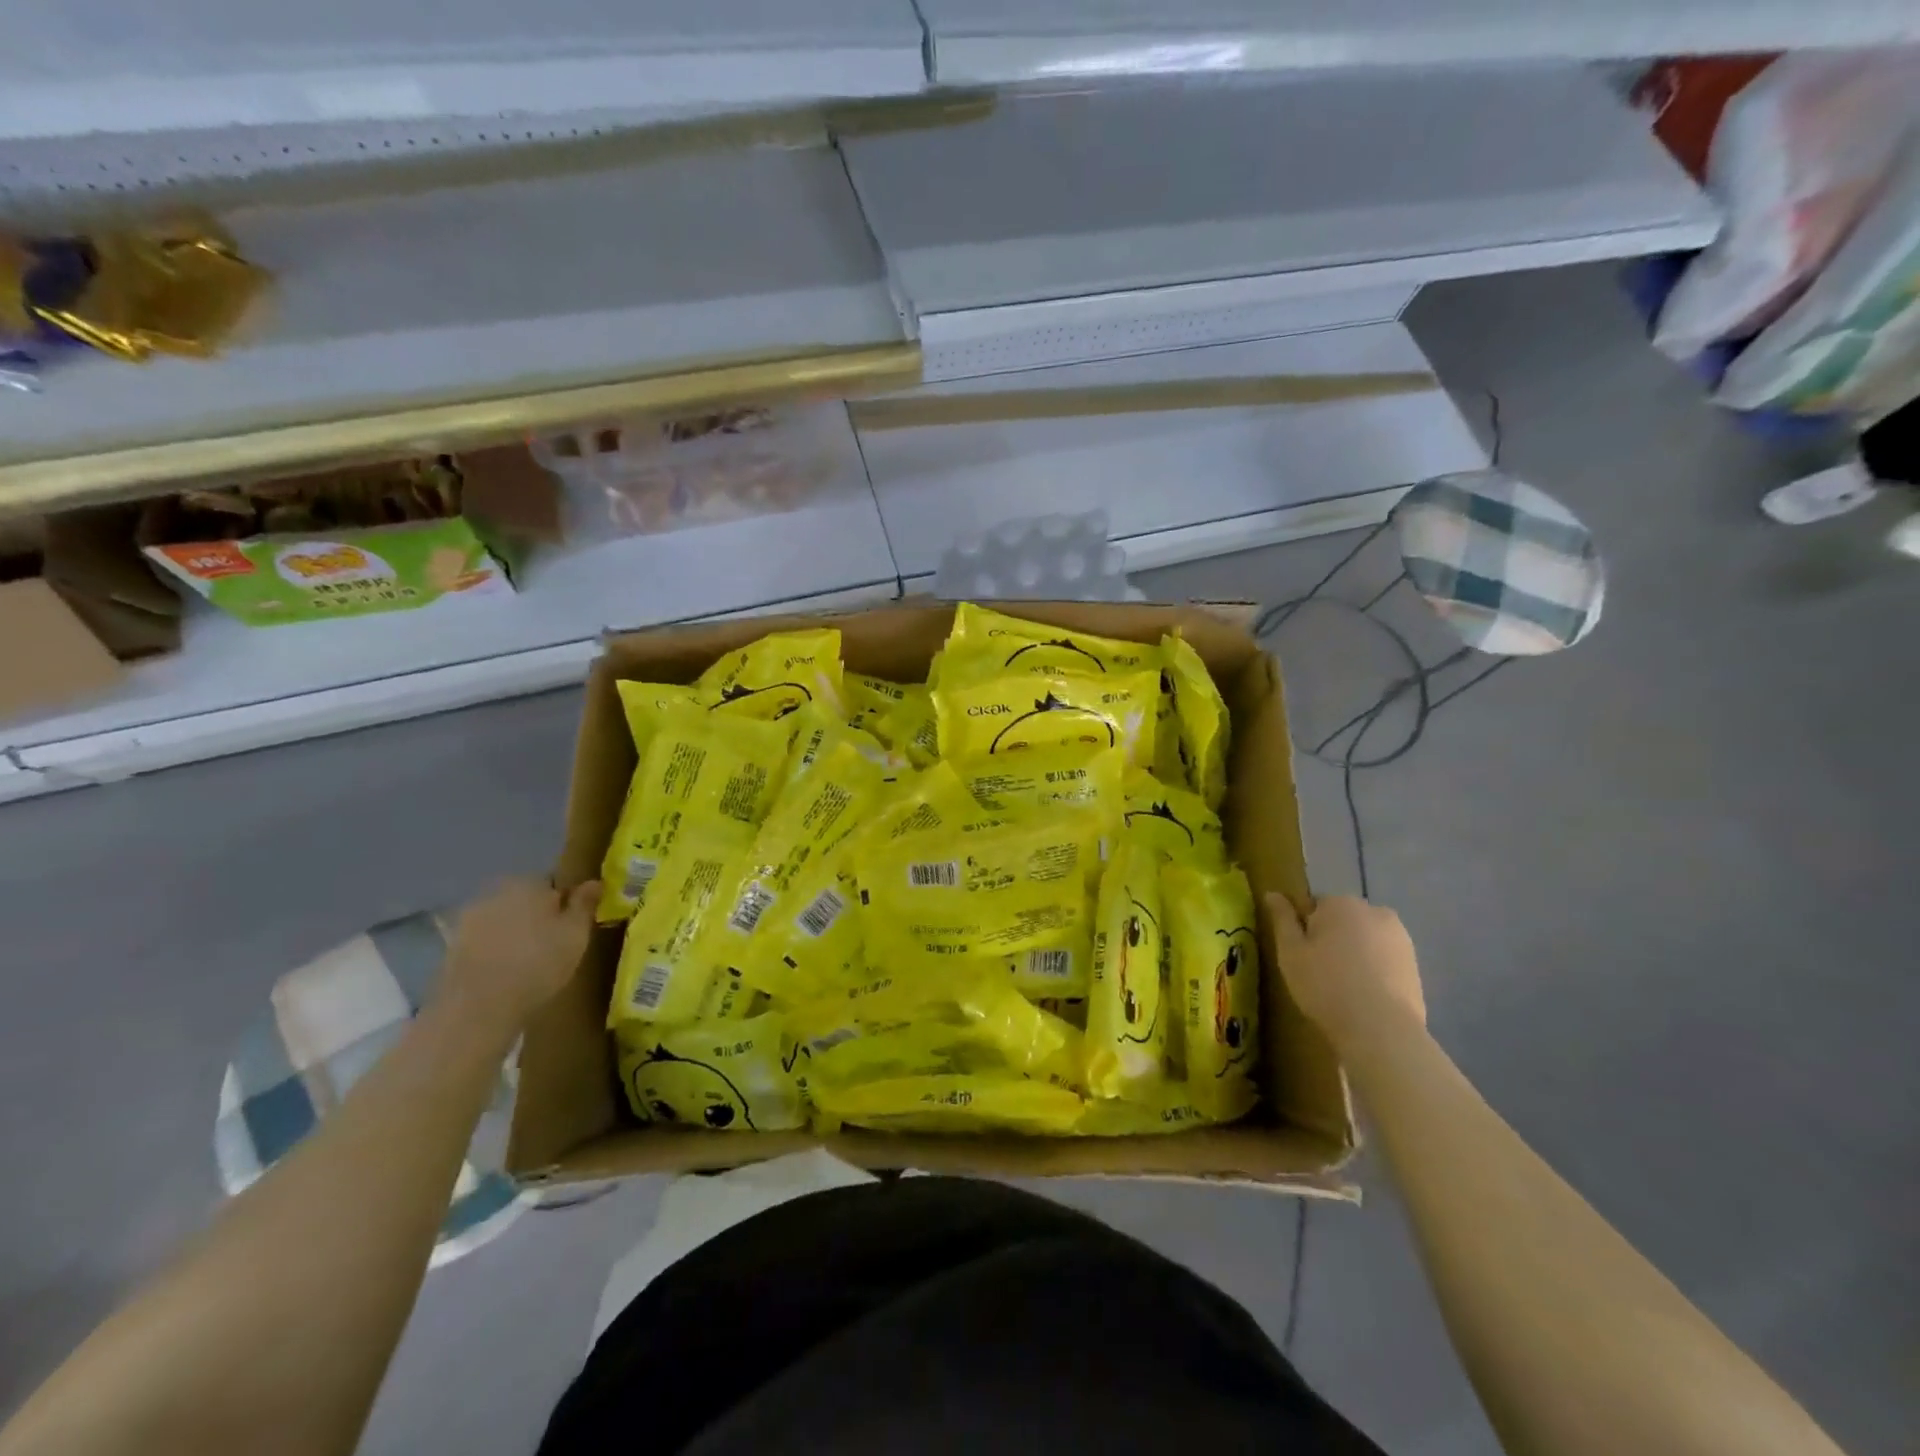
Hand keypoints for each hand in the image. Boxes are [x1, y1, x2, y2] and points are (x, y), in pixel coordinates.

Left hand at [438, 878, 599, 1033]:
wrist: (477, 1007)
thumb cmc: (537, 964)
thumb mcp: (576, 934)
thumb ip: (585, 904)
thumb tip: (594, 881)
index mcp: (528, 882)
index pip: (554, 884)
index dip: (566, 905)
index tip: (572, 928)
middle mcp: (495, 892)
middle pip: (525, 900)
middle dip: (538, 917)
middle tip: (552, 946)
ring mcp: (468, 918)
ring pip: (503, 920)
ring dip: (514, 934)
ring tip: (527, 963)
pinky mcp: (451, 946)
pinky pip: (484, 941)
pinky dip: (494, 951)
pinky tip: (504, 973)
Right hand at [1269, 894, 1424, 1052]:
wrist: (1381, 1029)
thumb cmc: (1325, 985)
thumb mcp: (1290, 951)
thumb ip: (1282, 918)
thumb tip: (1272, 893)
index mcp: (1341, 903)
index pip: (1314, 906)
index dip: (1304, 931)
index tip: (1301, 956)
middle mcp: (1374, 911)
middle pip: (1342, 921)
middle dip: (1331, 939)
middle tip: (1319, 972)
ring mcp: (1400, 937)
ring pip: (1364, 939)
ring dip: (1354, 954)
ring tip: (1343, 987)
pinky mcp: (1415, 964)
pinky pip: (1383, 958)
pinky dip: (1374, 970)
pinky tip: (1365, 995)